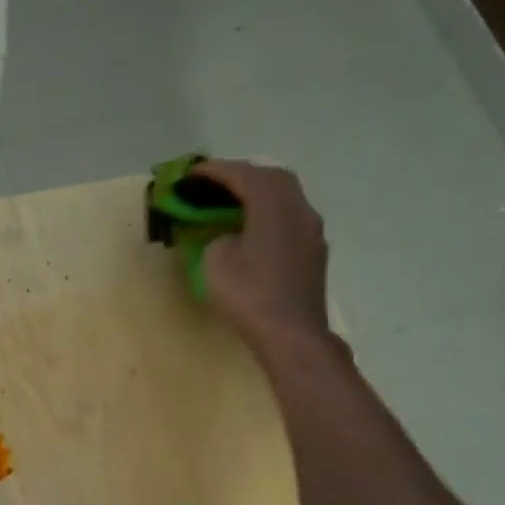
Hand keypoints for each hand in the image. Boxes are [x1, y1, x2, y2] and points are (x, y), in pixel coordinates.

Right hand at [197, 159, 331, 351]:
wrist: (291, 333)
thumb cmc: (249, 294)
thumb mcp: (215, 261)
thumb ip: (218, 237)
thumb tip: (228, 236)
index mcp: (272, 202)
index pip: (242, 174)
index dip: (213, 171)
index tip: (190, 174)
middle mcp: (298, 207)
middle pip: (271, 178)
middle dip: (241, 177)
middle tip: (214, 186)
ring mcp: (311, 230)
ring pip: (285, 198)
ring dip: (259, 195)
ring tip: (233, 206)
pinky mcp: (314, 252)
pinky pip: (290, 220)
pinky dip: (269, 216)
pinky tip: (254, 231)